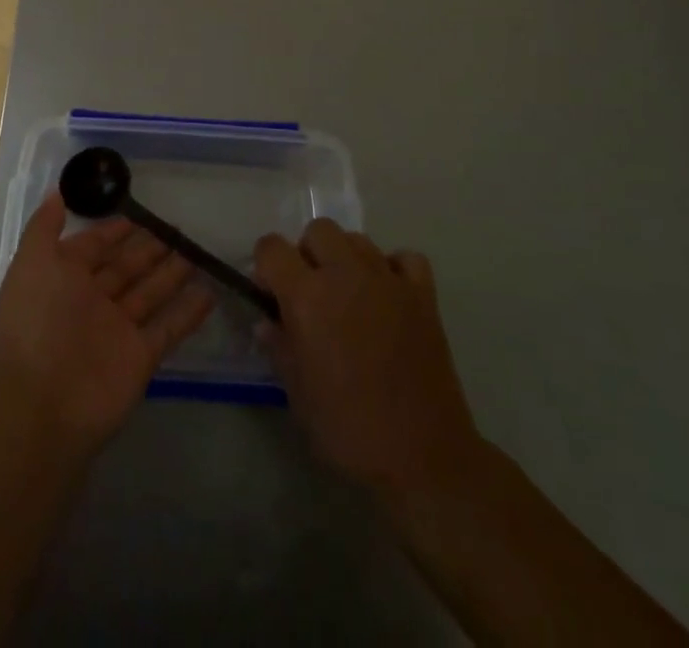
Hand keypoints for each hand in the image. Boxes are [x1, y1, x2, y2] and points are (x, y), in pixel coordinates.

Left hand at [0, 192, 213, 455]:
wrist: (43, 404)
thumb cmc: (37, 321)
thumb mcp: (32, 262)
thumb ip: (44, 226)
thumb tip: (56, 192)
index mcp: (63, 278)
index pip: (92, 246)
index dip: (113, 230)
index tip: (138, 213)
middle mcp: (90, 301)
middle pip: (125, 268)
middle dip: (148, 248)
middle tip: (177, 229)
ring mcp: (117, 330)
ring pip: (149, 293)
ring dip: (171, 274)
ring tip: (196, 252)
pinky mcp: (140, 357)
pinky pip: (168, 327)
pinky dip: (188, 312)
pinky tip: (210, 292)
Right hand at [255, 219, 482, 497]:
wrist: (422, 458)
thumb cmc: (348, 429)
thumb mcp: (297, 393)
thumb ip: (279, 346)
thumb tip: (268, 322)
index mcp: (307, 296)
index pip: (271, 247)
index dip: (266, 267)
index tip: (271, 295)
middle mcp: (345, 274)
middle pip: (318, 230)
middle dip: (307, 254)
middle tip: (311, 294)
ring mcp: (388, 280)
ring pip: (357, 239)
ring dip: (346, 259)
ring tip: (349, 297)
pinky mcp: (423, 295)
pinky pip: (405, 258)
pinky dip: (394, 269)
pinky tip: (388, 297)